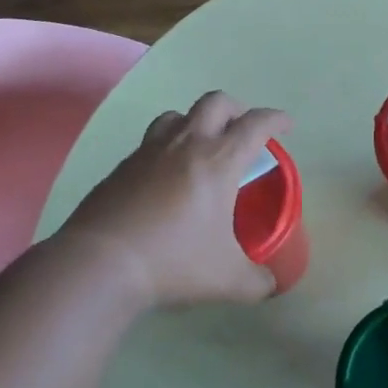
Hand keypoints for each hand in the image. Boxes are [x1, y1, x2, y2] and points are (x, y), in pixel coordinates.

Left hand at [61, 92, 290, 307]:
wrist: (101, 261)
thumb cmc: (174, 261)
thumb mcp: (227, 280)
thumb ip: (256, 281)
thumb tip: (271, 285)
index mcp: (219, 160)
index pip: (255, 124)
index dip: (275, 119)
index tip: (286, 124)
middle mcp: (187, 143)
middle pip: (216, 102)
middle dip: (236, 109)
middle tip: (242, 130)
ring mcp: (150, 150)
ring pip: (178, 114)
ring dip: (196, 121)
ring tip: (201, 145)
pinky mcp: (123, 165)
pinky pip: (151, 141)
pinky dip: (166, 146)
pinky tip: (165, 176)